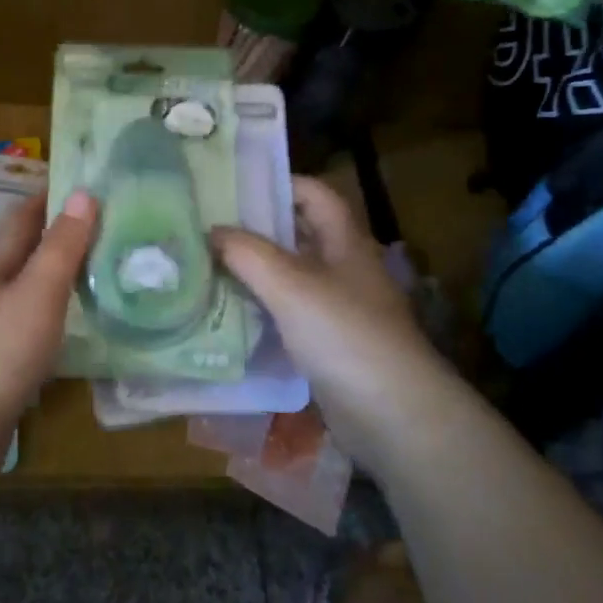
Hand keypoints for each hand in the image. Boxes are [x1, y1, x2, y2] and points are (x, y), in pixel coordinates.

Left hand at [0, 191, 95, 440]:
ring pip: (37, 284)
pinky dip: (65, 307)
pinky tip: (84, 318)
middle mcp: (0, 288)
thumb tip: (85, 192)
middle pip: (31, 248)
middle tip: (109, 220)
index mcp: (4, 265)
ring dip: (65, 268)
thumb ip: (61, 246)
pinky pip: (43, 318)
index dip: (49, 193)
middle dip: (63, 229)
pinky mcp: (10, 359)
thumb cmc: (2, 349)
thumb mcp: (38, 290)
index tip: (85, 179)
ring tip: (106, 263)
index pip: (25, 216)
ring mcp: (2, 325)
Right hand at [212, 177, 444, 469]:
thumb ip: (248, 253)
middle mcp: (344, 268)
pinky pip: (289, 313)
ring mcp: (338, 308)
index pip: (313, 193)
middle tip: (208, 224)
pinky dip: (262, 307)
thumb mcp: (290, 285)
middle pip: (298, 234)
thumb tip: (211, 231)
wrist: (396, 419)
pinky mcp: (329, 344)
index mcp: (344, 241)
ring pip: (290, 275)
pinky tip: (228, 310)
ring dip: (255, 269)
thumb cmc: (345, 335)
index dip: (277, 183)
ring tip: (207, 263)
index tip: (232, 185)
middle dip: (256, 228)